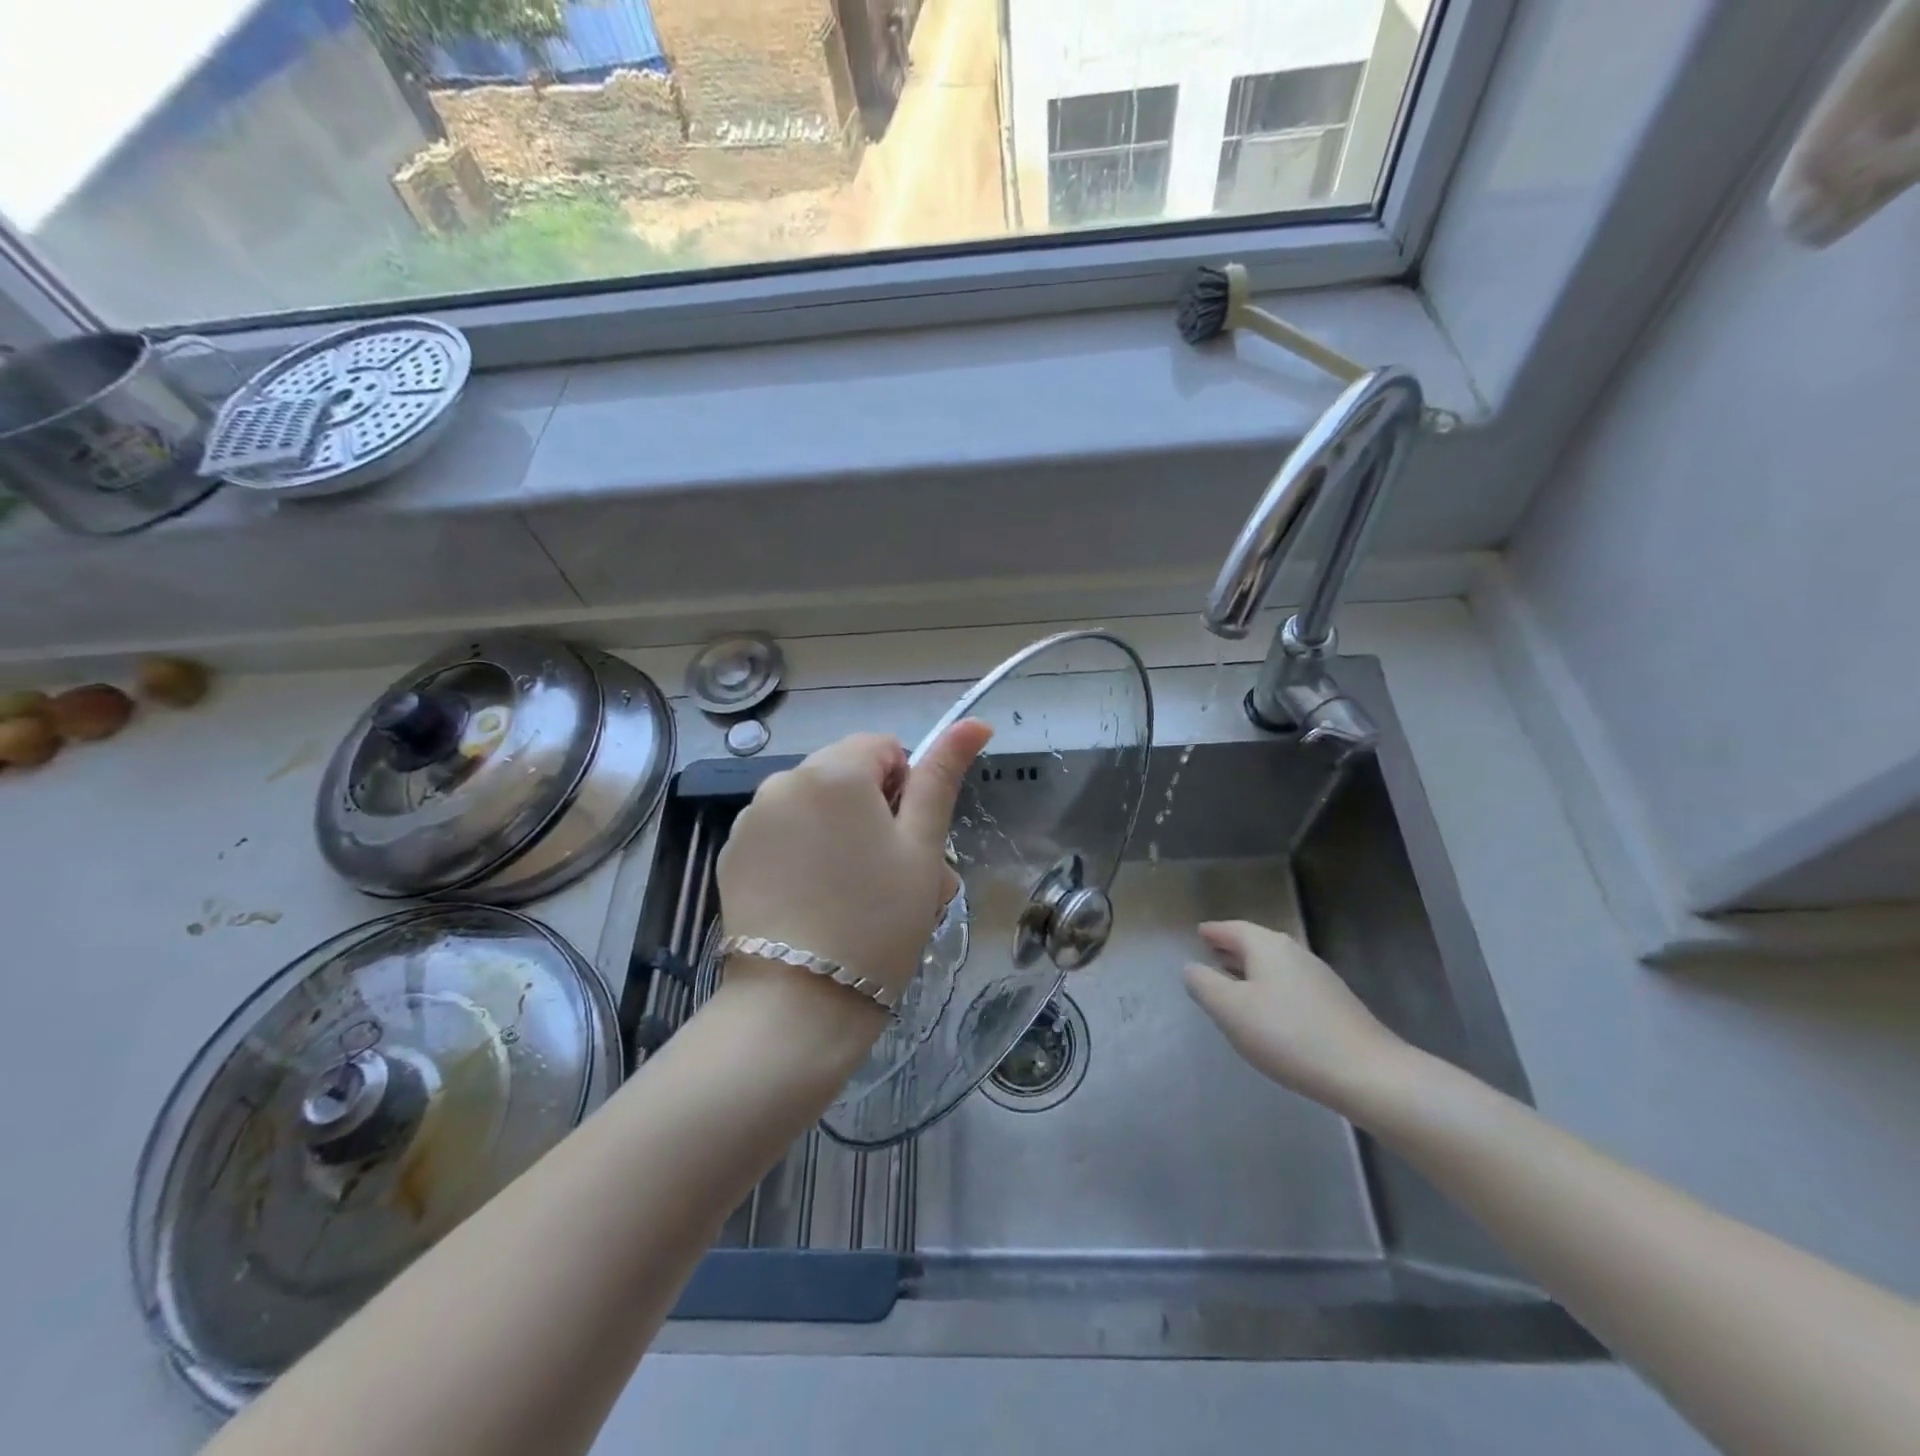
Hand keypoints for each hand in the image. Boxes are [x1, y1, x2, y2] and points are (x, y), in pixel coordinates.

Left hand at [716, 722, 993, 1008]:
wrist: (799, 1004)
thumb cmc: (879, 922)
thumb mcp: (923, 847)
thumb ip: (943, 776)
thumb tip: (974, 721)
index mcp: (834, 771)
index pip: (883, 747)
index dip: (905, 789)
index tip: (907, 841)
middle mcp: (784, 780)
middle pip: (845, 775)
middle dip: (874, 811)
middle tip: (892, 875)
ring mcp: (751, 819)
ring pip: (814, 806)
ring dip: (840, 832)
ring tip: (857, 895)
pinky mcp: (732, 855)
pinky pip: (782, 833)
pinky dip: (803, 853)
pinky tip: (815, 903)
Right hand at [1184, 920, 1412, 1114]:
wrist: (1368, 1074)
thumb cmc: (1289, 1035)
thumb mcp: (1231, 1010)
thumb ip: (1204, 985)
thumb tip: (1191, 967)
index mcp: (1268, 947)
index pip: (1233, 929)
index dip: (1213, 932)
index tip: (1199, 933)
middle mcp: (1295, 953)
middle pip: (1256, 944)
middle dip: (1232, 948)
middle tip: (1210, 953)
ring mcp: (1319, 978)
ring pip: (1274, 965)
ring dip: (1251, 969)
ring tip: (1232, 982)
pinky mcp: (1335, 1004)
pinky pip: (1290, 985)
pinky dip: (1270, 988)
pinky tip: (1268, 1011)